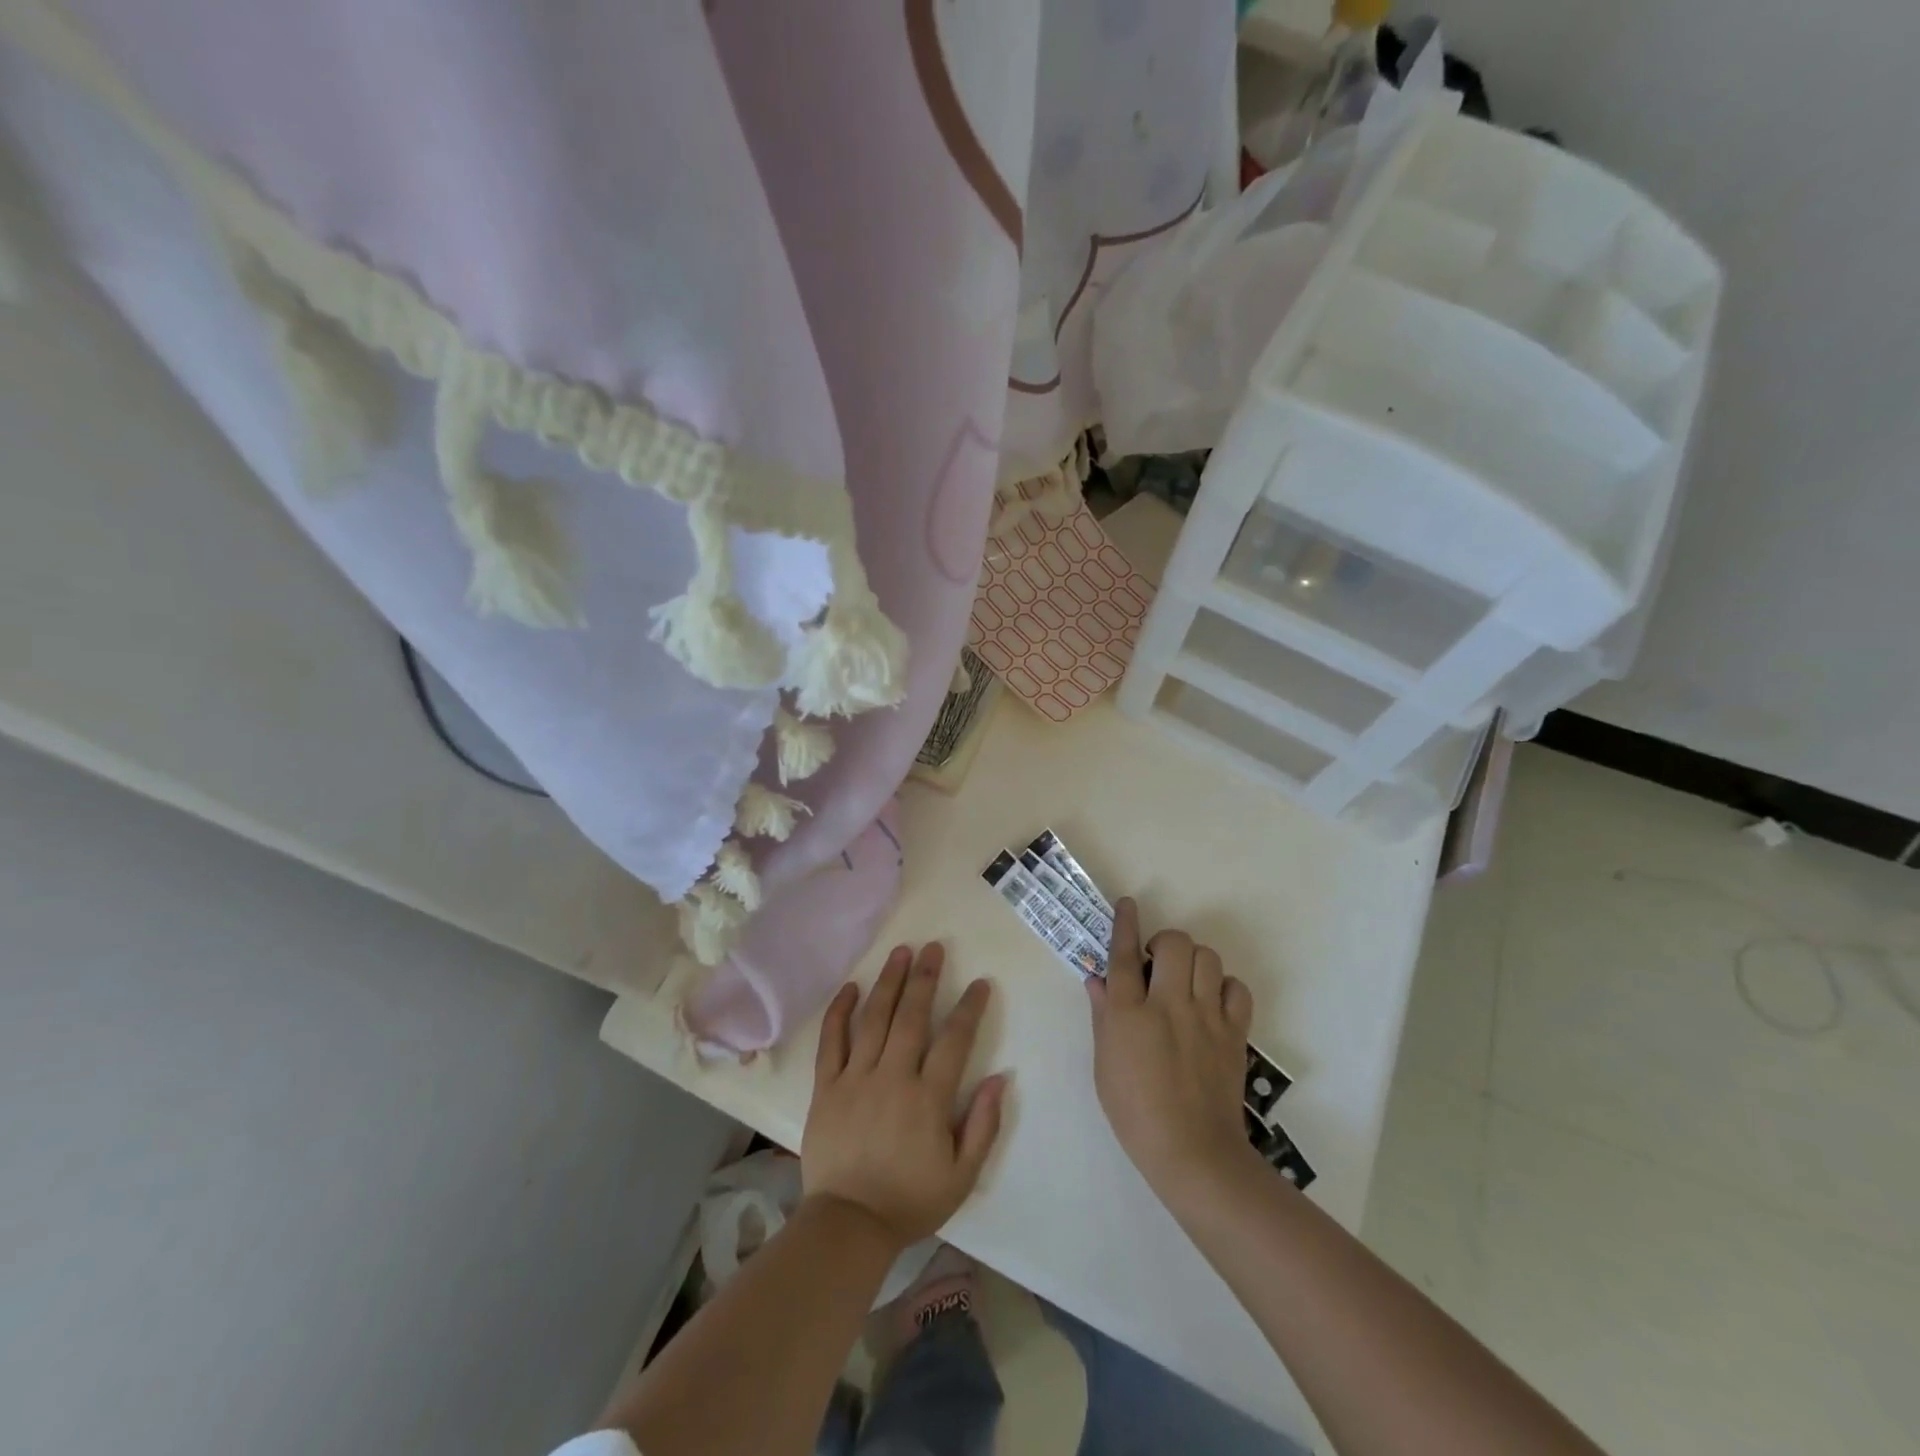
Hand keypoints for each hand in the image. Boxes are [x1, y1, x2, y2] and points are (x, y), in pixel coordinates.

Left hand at [803, 944, 1007, 1250]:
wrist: (848, 1225)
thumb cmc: (910, 1201)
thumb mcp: (962, 1176)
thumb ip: (984, 1125)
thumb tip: (1002, 1078)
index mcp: (928, 1098)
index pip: (954, 1040)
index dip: (969, 1009)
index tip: (980, 983)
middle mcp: (892, 1077)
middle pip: (911, 1016)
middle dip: (925, 978)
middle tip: (934, 947)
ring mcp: (855, 1078)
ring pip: (873, 1019)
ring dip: (889, 982)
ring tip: (900, 952)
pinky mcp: (825, 1087)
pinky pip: (831, 1041)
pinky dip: (840, 1012)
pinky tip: (851, 987)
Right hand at [1087, 898, 1256, 1193]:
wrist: (1193, 1152)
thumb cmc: (1135, 1112)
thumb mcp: (1104, 1064)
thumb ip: (1103, 1015)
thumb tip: (1098, 979)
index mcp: (1129, 1014)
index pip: (1125, 955)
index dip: (1125, 923)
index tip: (1128, 903)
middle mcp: (1168, 1005)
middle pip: (1175, 943)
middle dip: (1166, 943)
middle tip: (1160, 964)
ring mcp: (1205, 1017)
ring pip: (1207, 958)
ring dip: (1195, 961)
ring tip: (1187, 981)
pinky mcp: (1233, 1033)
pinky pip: (1236, 988)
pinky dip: (1225, 987)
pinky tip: (1213, 1002)